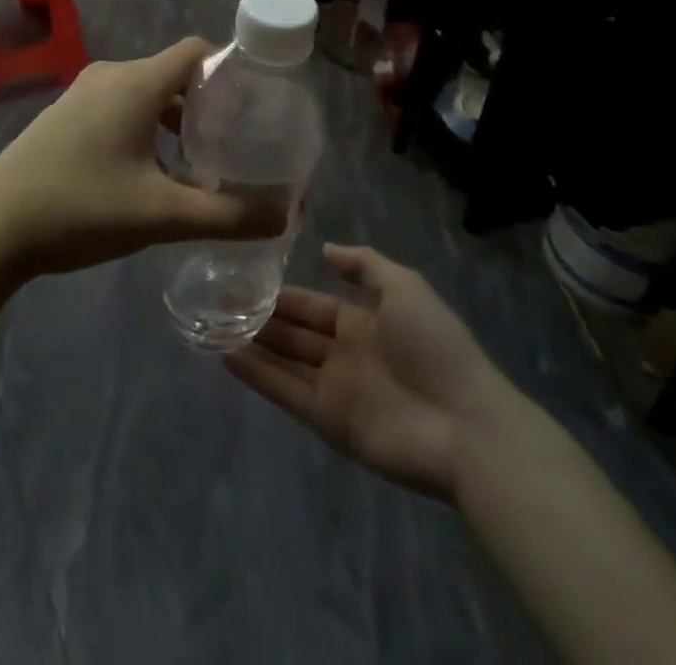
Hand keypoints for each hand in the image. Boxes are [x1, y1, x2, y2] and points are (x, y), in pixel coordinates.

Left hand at [0, 39, 285, 279]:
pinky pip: (119, 108)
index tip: (256, 106)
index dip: (231, 70)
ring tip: (199, 164)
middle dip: (207, 104)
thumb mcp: (162, 215)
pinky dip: (145, 129)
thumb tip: (289, 214)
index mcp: (136, 82)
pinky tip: (150, 175)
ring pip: (145, 94)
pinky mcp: (64, 117)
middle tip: (236, 143)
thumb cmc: (81, 208)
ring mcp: (81, 95)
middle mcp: (110, 76)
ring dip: (175, 121)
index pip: (198, 50)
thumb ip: (230, 215)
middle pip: (173, 73)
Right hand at [223, 243, 517, 499]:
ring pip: (284, 360)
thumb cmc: (435, 346)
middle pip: (294, 333)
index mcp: (364, 321)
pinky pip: (285, 392)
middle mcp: (345, 353)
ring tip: (210, 325)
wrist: (465, 424)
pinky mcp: (328, 420)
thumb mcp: (405, 287)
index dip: (283, 295)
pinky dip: (257, 376)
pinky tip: (225, 356)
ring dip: (252, 344)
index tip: (246, 280)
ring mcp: (335, 388)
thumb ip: (364, 265)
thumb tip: (325, 250)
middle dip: (260, 318)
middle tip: (216, 301)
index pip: (313, 305)